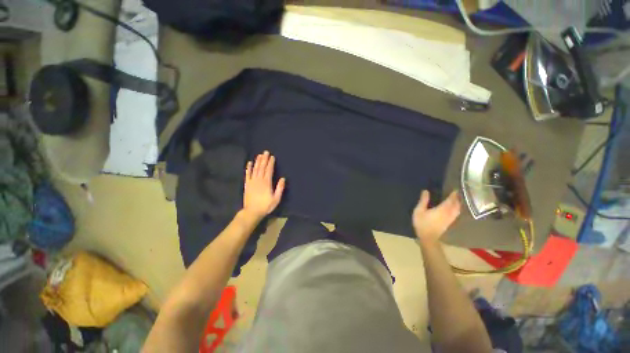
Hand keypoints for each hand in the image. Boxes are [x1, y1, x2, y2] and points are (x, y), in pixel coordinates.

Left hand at [242, 151, 285, 219]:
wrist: (252, 212)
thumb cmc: (266, 206)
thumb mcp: (276, 199)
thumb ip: (280, 188)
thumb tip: (283, 179)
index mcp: (267, 183)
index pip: (269, 170)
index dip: (271, 163)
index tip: (272, 157)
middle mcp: (259, 180)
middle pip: (261, 167)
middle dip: (264, 159)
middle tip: (265, 152)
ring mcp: (252, 181)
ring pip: (255, 169)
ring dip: (257, 161)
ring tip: (259, 155)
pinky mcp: (247, 184)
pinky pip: (247, 174)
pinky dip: (248, 168)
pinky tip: (249, 163)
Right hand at [412, 190, 460, 244]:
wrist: (428, 238)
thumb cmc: (422, 223)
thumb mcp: (419, 210)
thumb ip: (423, 200)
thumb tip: (426, 191)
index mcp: (442, 209)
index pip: (450, 200)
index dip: (453, 195)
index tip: (455, 189)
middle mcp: (449, 213)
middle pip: (456, 205)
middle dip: (457, 199)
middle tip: (456, 194)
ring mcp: (450, 219)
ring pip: (457, 210)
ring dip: (458, 204)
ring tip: (456, 200)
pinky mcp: (449, 223)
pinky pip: (456, 214)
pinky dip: (456, 209)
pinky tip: (454, 209)